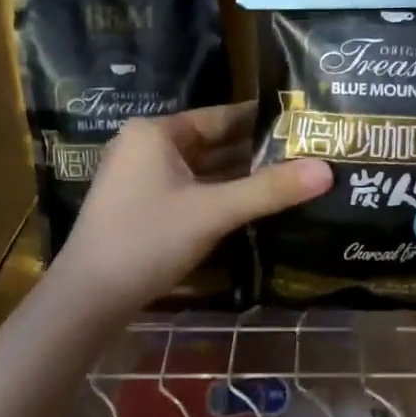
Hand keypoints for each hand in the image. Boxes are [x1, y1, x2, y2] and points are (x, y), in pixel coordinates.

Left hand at [51, 102, 330, 313]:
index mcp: (156, 133)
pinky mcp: (144, 208)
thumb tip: (328, 170)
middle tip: (308, 154)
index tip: (304, 126)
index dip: (264, 122)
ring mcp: (142, 179)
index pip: (222, 117)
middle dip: (258, 153)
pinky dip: (222, 196)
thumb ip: (270, 190)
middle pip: (214, 144)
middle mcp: (146, 147)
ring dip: (242, 177)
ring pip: (204, 171)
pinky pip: (193, 192)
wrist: (88, 299)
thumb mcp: (213, 212)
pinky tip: (257, 206)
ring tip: (293, 178)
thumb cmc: (147, 240)